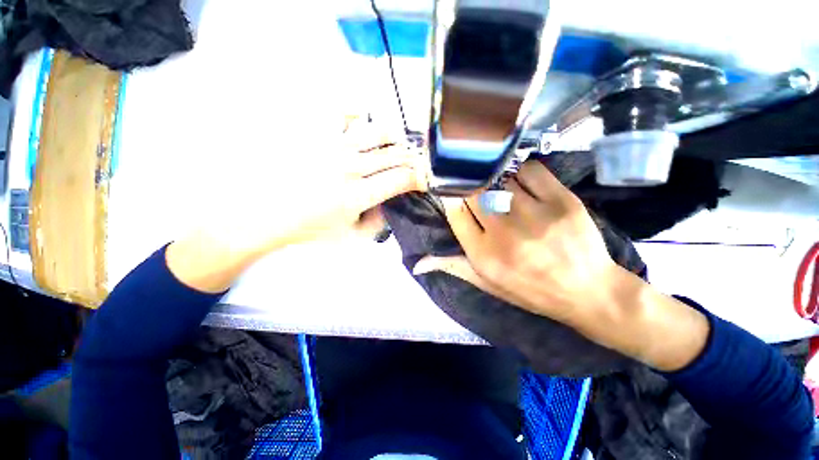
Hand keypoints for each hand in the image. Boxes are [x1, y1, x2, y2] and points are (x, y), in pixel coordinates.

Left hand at [166, 119, 428, 292]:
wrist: (264, 214)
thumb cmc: (309, 230)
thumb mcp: (351, 238)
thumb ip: (378, 223)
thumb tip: (392, 204)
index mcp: (358, 195)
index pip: (402, 178)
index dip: (419, 178)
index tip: (422, 181)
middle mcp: (349, 167)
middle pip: (395, 153)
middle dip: (413, 158)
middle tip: (414, 164)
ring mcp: (331, 146)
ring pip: (377, 130)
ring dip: (394, 139)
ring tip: (393, 146)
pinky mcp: (315, 133)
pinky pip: (345, 115)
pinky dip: (360, 119)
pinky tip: (361, 131)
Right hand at [414, 159, 709, 370]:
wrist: (588, 292)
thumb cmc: (530, 290)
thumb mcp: (486, 284)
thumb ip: (452, 267)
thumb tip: (417, 264)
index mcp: (483, 255)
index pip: (454, 211)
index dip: (451, 197)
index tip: (454, 191)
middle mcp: (504, 233)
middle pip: (474, 192)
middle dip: (471, 187)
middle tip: (476, 186)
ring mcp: (535, 214)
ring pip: (501, 179)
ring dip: (496, 179)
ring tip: (500, 186)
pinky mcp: (562, 201)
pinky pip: (531, 170)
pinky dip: (522, 171)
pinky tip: (522, 180)